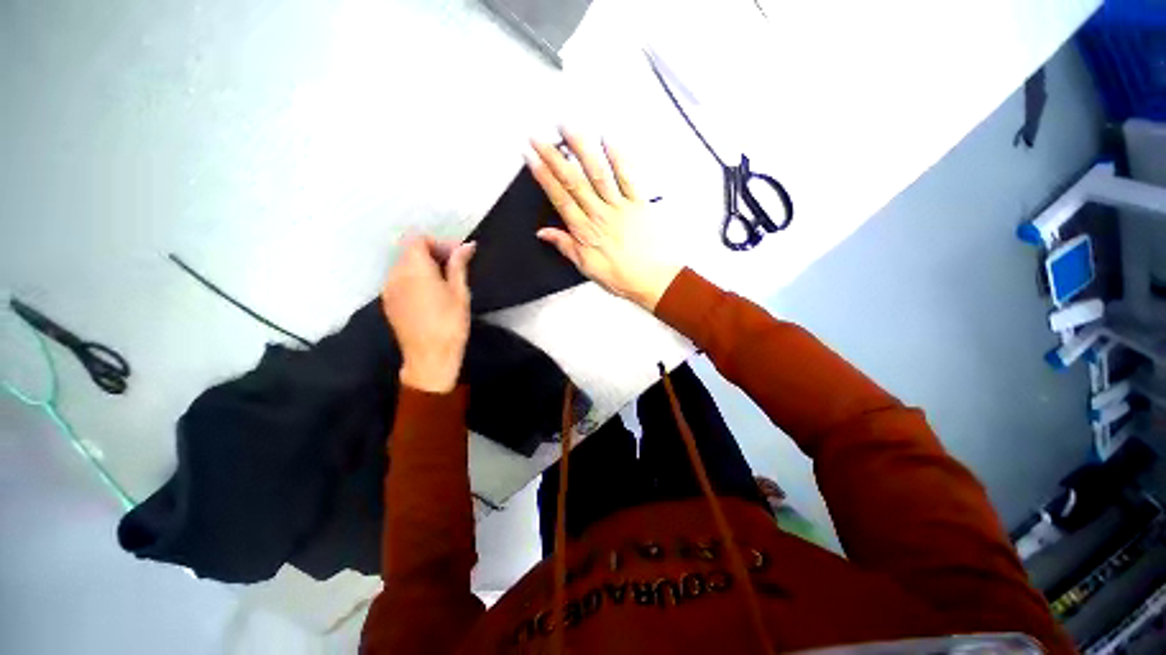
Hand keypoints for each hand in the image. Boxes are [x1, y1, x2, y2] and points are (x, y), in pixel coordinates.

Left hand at [380, 235, 475, 392]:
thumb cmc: (450, 323)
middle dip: (432, 253)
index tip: (456, 256)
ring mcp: (388, 289)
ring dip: (422, 267)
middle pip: (409, 251)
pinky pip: (399, 280)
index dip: (438, 243)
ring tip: (443, 282)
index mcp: (414, 268)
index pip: (418, 240)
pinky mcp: (387, 302)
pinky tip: (429, 295)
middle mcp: (395, 274)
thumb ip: (459, 265)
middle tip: (454, 267)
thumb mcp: (460, 292)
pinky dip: (413, 279)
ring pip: (403, 266)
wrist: (430, 357)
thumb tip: (466, 245)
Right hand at [526, 128, 681, 310]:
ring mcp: (620, 207)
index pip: (560, 198)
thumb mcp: (587, 268)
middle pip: (574, 182)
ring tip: (567, 128)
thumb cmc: (621, 277)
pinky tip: (608, 139)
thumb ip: (566, 247)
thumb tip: (543, 233)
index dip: (544, 176)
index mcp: (585, 231)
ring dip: (581, 149)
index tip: (531, 157)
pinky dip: (618, 157)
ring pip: (598, 173)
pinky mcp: (639, 203)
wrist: (654, 280)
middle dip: (554, 157)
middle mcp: (600, 215)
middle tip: (539, 136)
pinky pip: (628, 177)